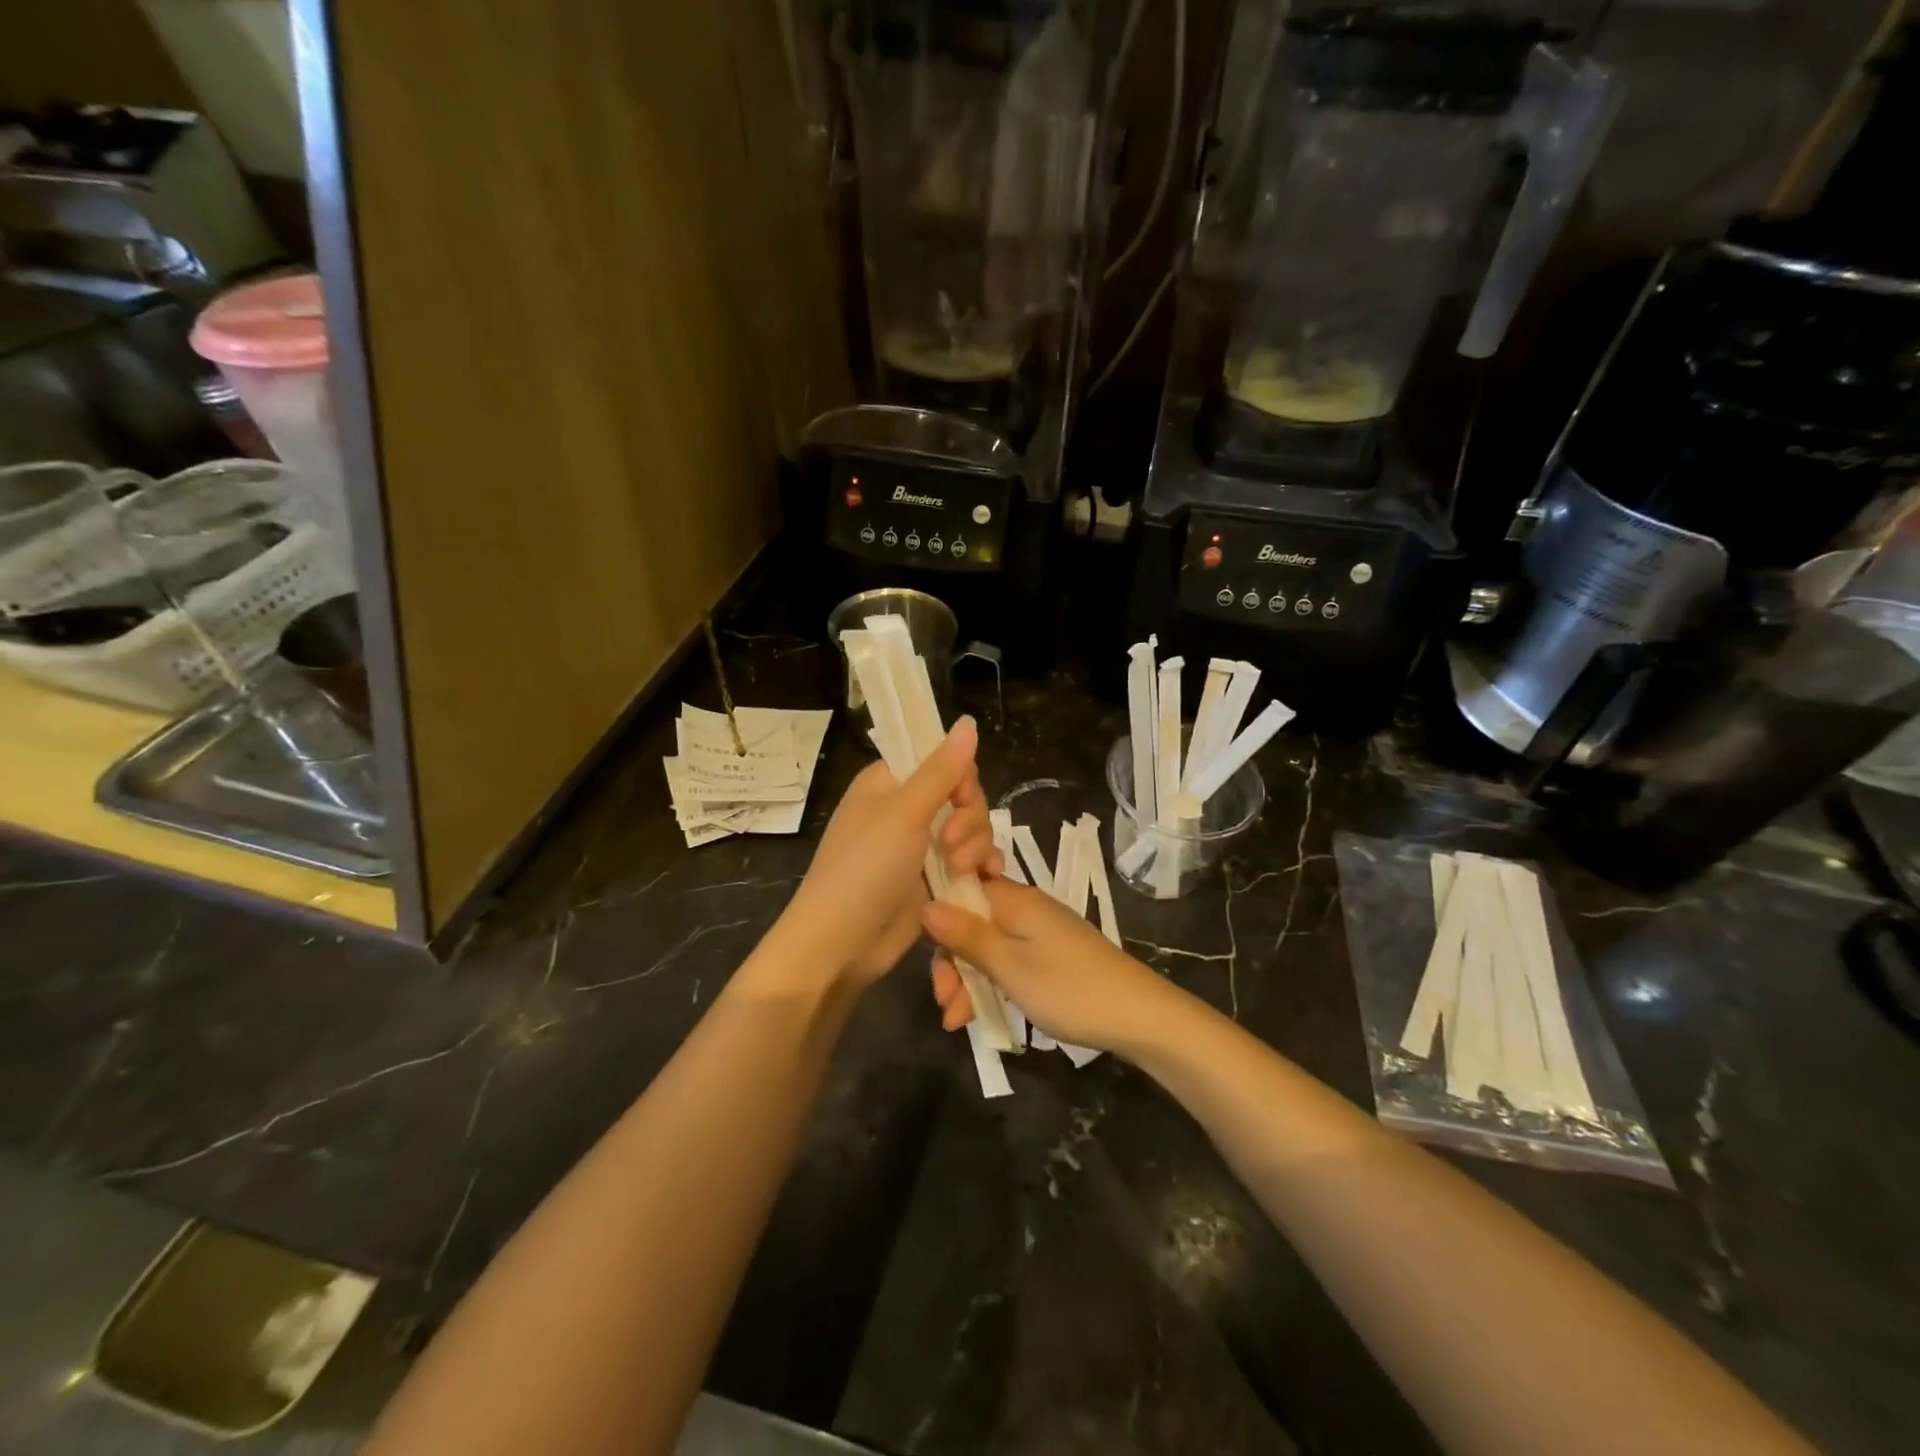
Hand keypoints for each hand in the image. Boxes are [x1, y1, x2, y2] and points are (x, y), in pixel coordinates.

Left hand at [776, 716, 1000, 988]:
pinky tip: (986, 878)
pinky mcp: (933, 879)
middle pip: (963, 795)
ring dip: (976, 845)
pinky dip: (981, 866)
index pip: (941, 759)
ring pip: (971, 829)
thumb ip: (941, 770)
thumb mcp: (904, 814)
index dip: (960, 777)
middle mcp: (905, 809)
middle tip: (952, 846)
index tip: (960, 800)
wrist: (841, 945)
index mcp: (888, 783)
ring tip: (963, 870)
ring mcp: (920, 846)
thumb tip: (969, 721)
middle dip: (969, 819)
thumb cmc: (864, 870)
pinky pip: (970, 860)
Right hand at [922, 878, 1180, 1055]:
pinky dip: (991, 985)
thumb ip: (967, 936)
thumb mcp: (1010, 966)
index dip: (939, 920)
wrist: (1140, 1016)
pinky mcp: (1050, 956)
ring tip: (956, 1021)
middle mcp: (1024, 908)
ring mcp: (1039, 933)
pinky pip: (1008, 962)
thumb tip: (926, 904)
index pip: (960, 890)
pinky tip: (977, 1017)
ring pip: (987, 947)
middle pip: (970, 923)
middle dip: (951, 962)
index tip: (929, 957)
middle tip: (944, 1001)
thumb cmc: (1069, 989)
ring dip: (967, 980)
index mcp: (1014, 899)